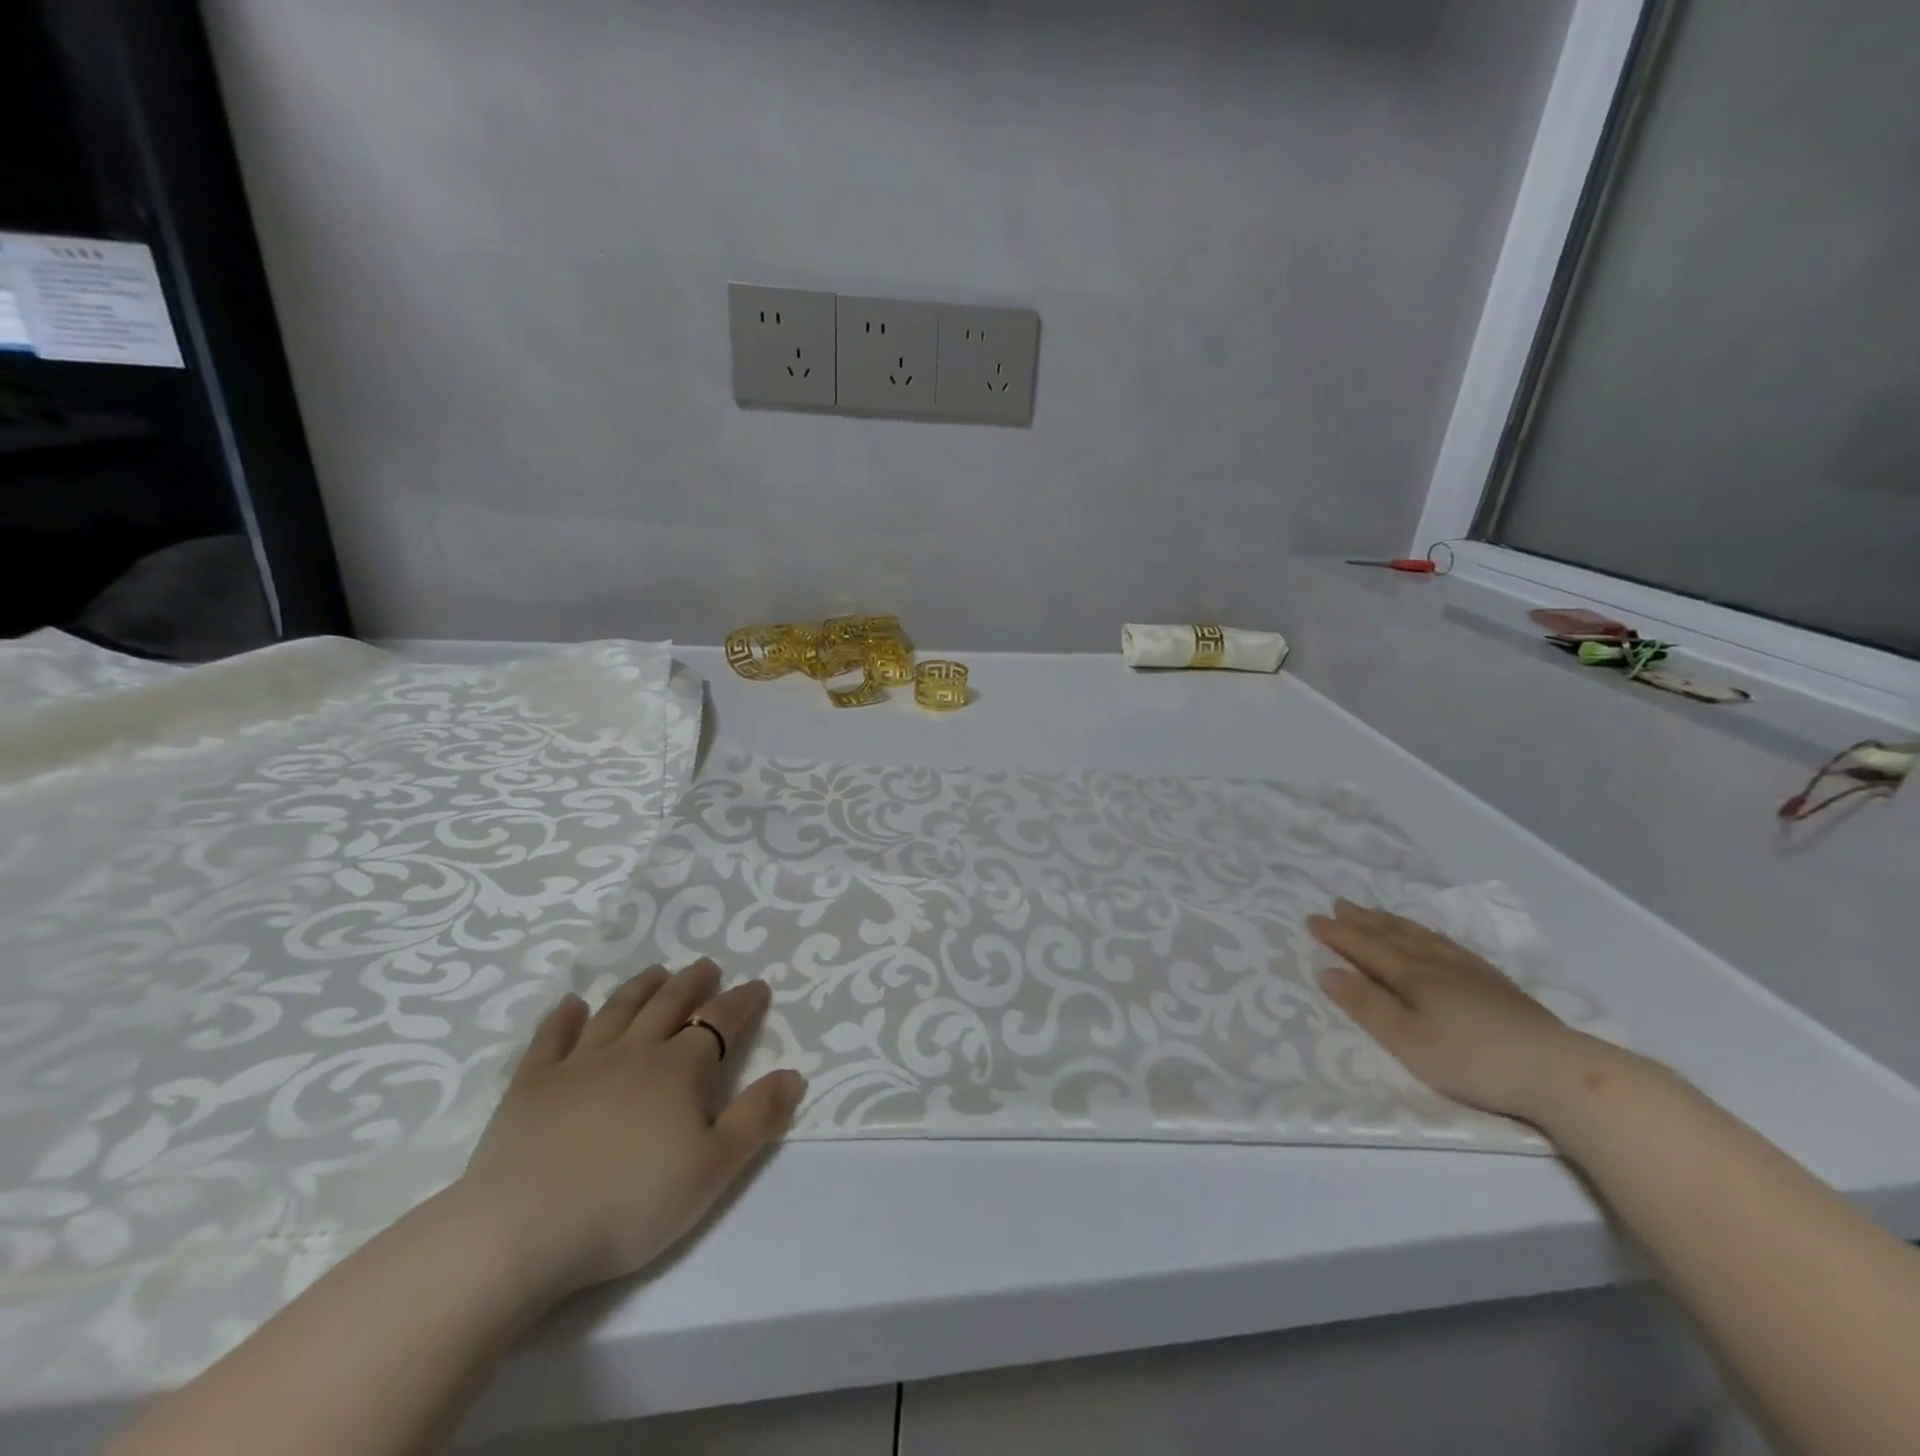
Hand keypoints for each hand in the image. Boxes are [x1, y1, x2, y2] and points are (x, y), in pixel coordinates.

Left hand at [456, 959, 805, 1302]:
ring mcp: (579, 1063)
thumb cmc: (629, 1204)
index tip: (758, 987)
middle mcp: (634, 1052)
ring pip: (618, 1010)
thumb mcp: (713, 1169)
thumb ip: (756, 1118)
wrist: (521, 1231)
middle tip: (707, 966)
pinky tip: (571, 1004)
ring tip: (656, 972)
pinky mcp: (531, 1085)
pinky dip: (563, 1016)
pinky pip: (551, 1038)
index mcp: (680, 1070)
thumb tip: (793, 1074)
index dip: (743, 1002)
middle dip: (694, 982)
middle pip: (670, 1004)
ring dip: (641, 987)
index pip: (720, 1022)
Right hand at [1307, 900, 1602, 1121]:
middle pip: (1393, 935)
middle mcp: (1437, 964)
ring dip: (1394, 923)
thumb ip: (1365, 1005)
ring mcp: (1471, 972)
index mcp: (1411, 976)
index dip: (1337, 933)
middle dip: (1363, 920)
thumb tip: (1326, 971)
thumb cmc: (1471, 1060)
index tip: (1311, 918)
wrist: (1558, 1072)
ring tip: (1376, 912)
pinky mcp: (1497, 985)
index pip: (1365, 947)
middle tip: (1339, 903)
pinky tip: (1434, 938)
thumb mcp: (1407, 1041)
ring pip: (1422, 937)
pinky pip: (1451, 946)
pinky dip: (1430, 935)